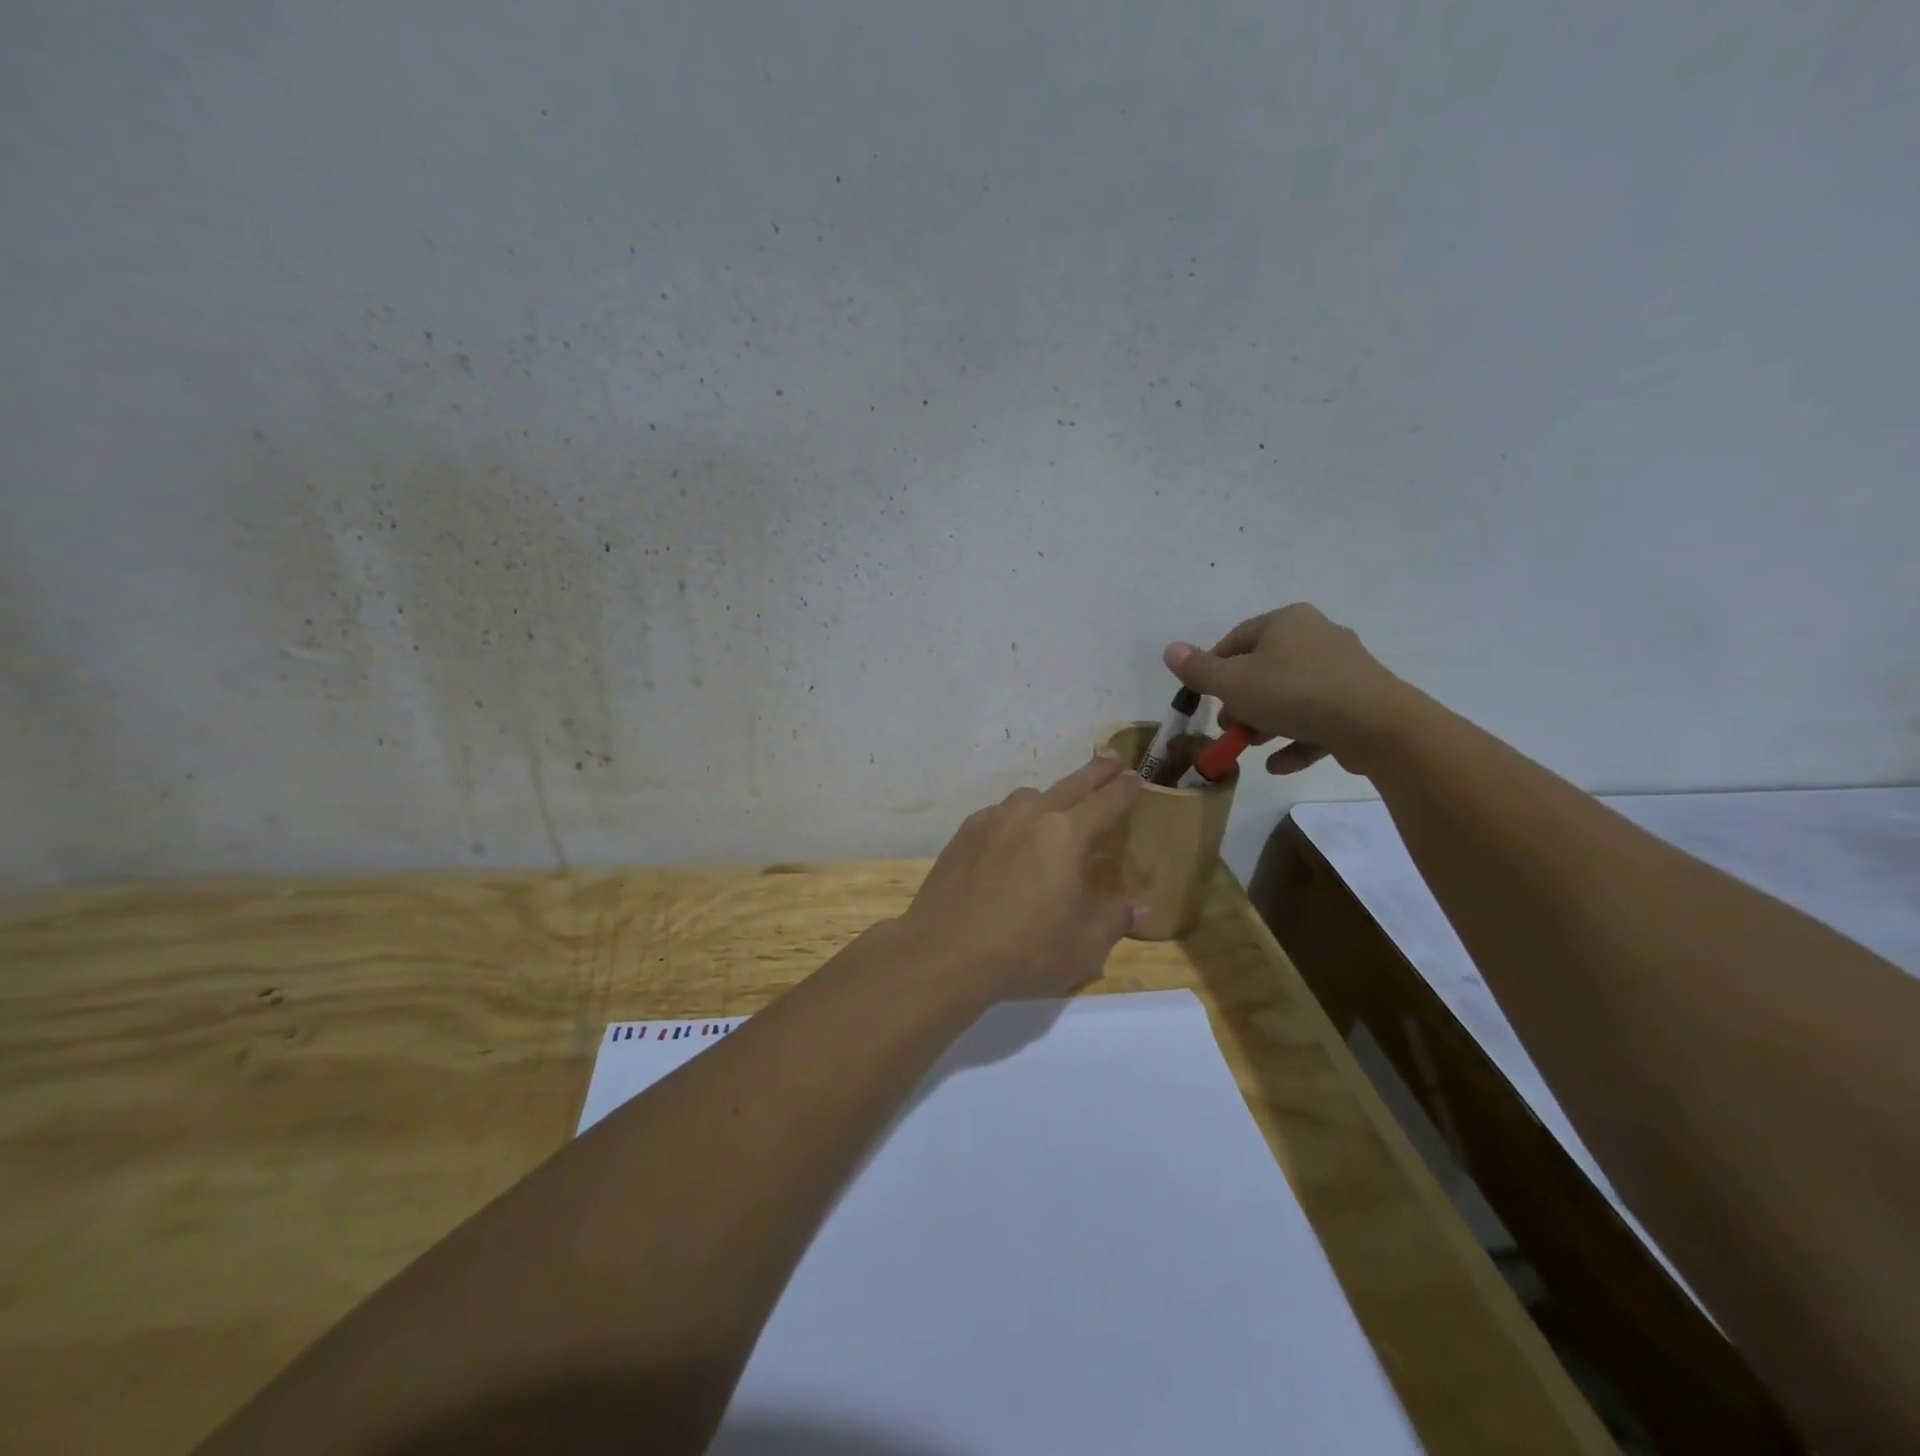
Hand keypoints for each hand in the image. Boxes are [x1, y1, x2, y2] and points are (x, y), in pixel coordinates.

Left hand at [897, 752, 1143, 1001]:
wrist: (944, 953)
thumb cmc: (1024, 951)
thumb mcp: (1083, 946)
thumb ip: (1114, 919)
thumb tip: (1140, 905)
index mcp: (1065, 835)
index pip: (1105, 803)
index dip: (1124, 790)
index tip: (1135, 778)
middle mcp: (1028, 816)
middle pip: (1069, 786)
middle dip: (1094, 772)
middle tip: (1111, 758)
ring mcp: (990, 822)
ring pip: (1028, 797)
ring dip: (1050, 795)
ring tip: (1059, 805)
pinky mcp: (962, 836)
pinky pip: (997, 815)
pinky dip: (1014, 817)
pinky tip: (1012, 836)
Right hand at [1163, 604, 1407, 775]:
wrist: (1375, 724)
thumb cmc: (1292, 693)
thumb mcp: (1233, 683)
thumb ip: (1199, 670)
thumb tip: (1170, 649)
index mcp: (1286, 622)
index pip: (1236, 639)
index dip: (1213, 669)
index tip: (1203, 698)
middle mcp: (1317, 636)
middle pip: (1264, 668)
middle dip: (1241, 701)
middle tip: (1228, 727)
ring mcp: (1344, 669)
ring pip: (1292, 695)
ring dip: (1266, 723)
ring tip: (1251, 748)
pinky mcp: (1361, 700)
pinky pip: (1319, 717)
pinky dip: (1297, 738)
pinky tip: (1279, 764)